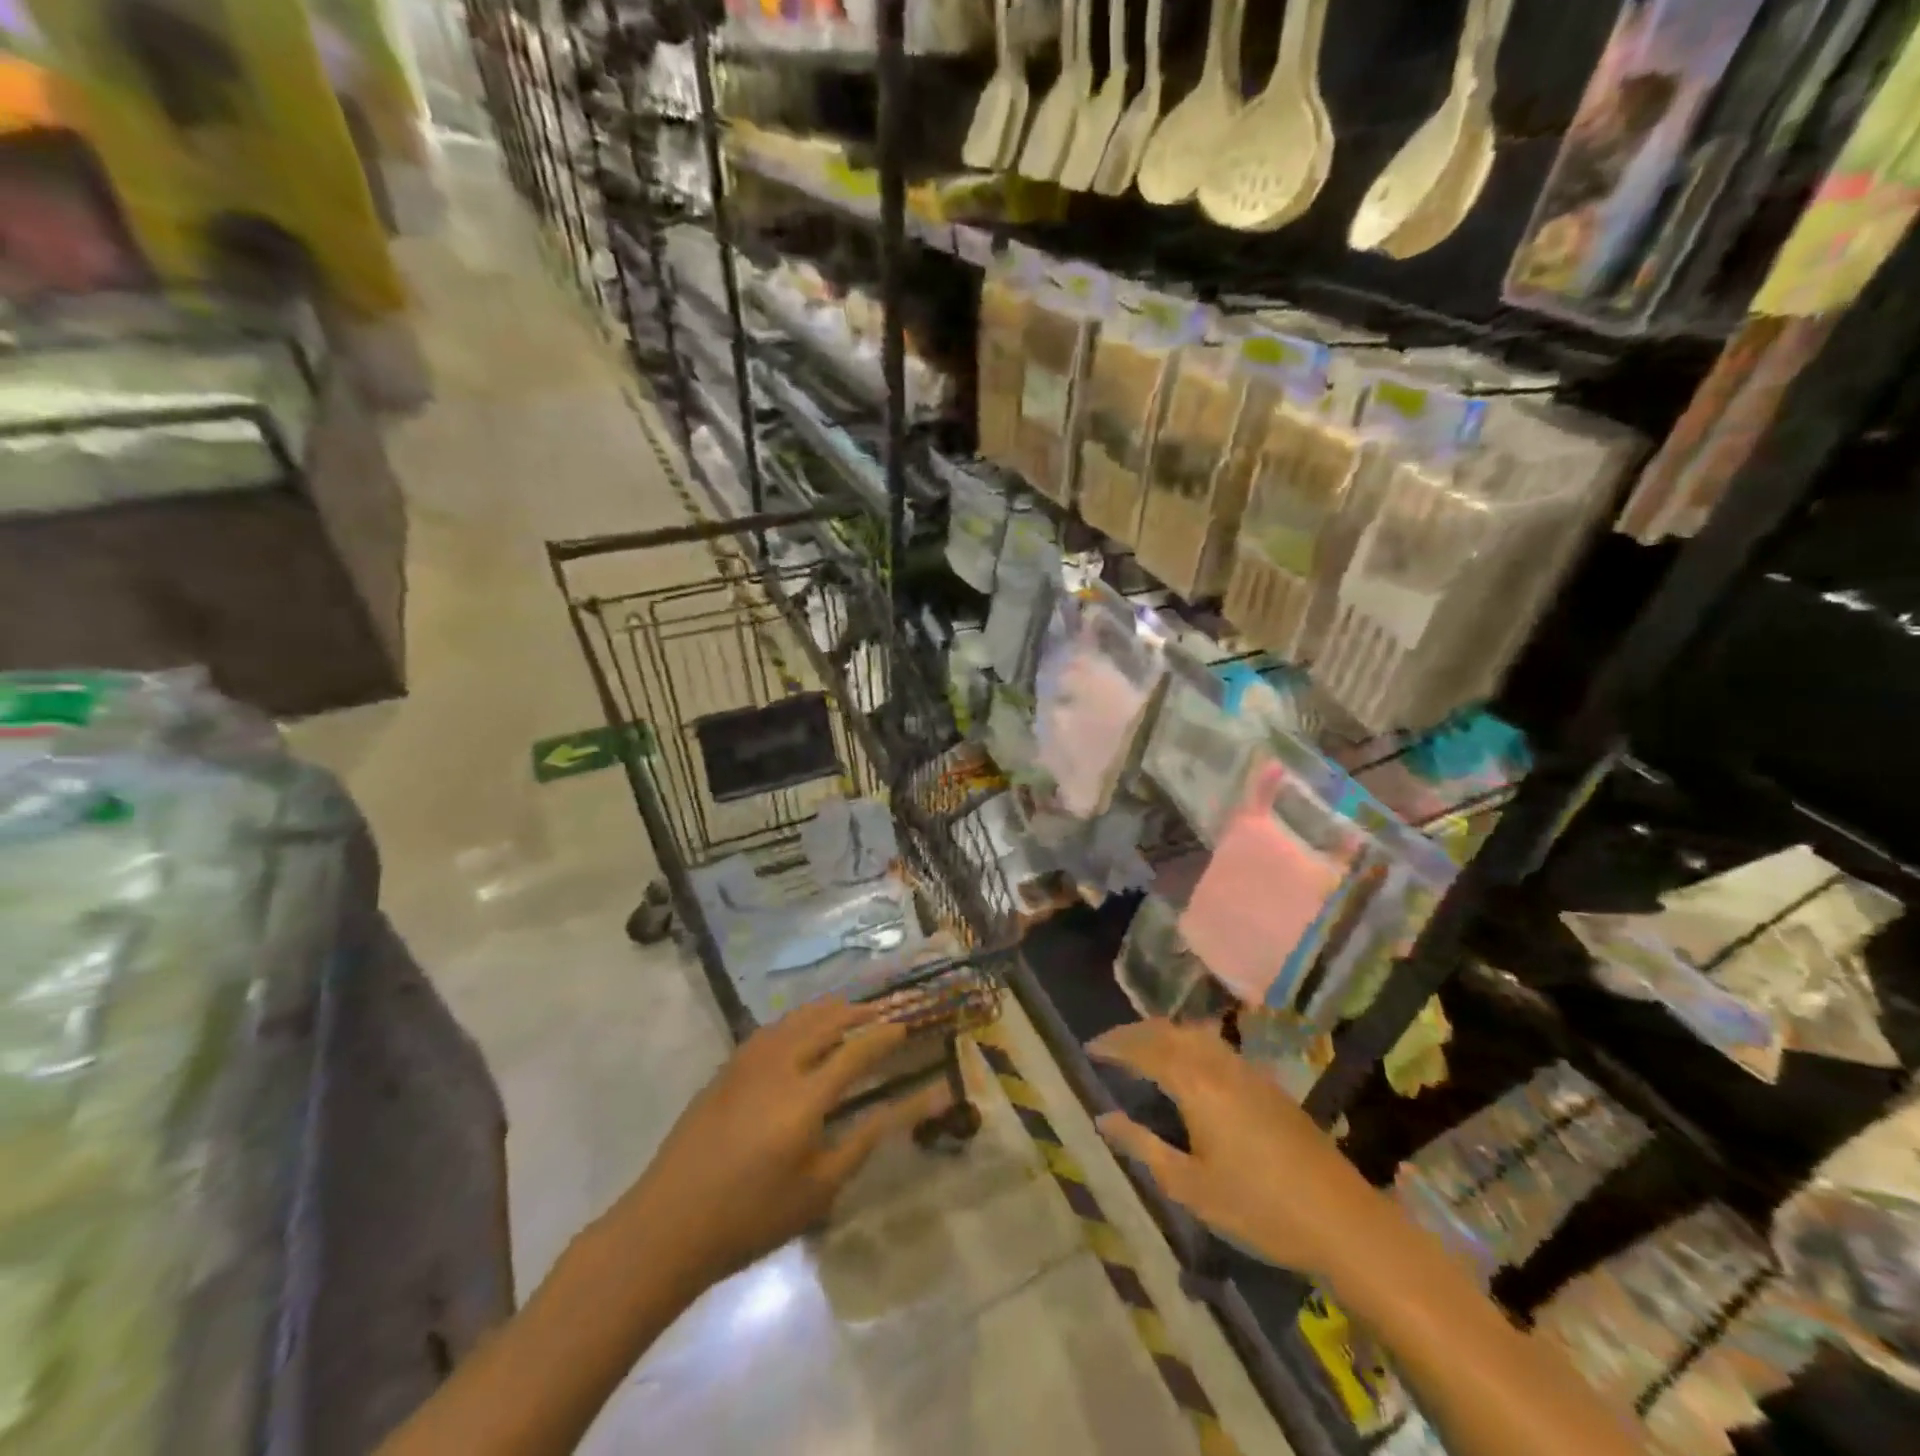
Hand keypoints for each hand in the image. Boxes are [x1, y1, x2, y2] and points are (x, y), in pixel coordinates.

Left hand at [611, 997, 949, 1292]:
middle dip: (856, 1013)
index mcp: (805, 1098)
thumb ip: (859, 1144)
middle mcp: (779, 1067)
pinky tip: (798, 1027)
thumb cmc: (750, 1217)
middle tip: (880, 1013)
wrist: (669, 1224)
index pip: (855, 1053)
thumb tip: (893, 1111)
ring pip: (795, 1020)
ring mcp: (748, 1063)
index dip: (883, 1038)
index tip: (903, 1028)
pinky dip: (795, 1020)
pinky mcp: (726, 1069)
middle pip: (824, 1023)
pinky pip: (770, 1029)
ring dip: (825, 1010)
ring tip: (846, 1009)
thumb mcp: (817, 1191)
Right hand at [1088, 1019, 1383, 1279]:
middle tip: (1111, 1044)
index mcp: (1196, 1085)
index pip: (1145, 1049)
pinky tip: (1191, 1066)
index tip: (1090, 1048)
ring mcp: (1248, 1072)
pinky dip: (1191, 1043)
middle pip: (1170, 1032)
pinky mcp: (1268, 1085)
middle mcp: (1219, 1066)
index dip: (1115, 1045)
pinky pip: (1218, 1047)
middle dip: (1136, 1033)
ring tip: (1144, 1048)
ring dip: (1165, 1034)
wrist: (1342, 1220)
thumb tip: (1104, 1118)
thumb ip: (1143, 1146)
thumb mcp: (1190, 1186)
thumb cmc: (1257, 1208)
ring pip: (1197, 1035)